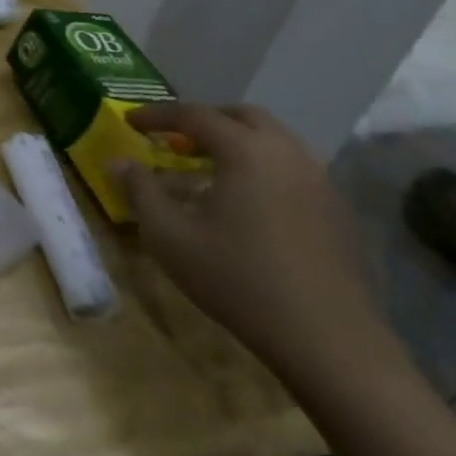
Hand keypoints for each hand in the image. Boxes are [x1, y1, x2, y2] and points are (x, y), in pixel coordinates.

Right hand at [111, 102, 394, 381]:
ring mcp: (319, 180)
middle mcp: (287, 153)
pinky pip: (292, 167)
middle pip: (241, 116)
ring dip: (236, 141)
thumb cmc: (237, 279)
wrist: (328, 341)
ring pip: (272, 140)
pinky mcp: (336, 209)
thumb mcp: (170, 236)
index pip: (193, 115)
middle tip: (173, 138)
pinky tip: (245, 200)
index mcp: (246, 151)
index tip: (130, 121)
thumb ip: (140, 191)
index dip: (156, 115)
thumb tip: (119, 162)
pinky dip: (261, 165)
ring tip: (206, 166)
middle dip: (203, 119)